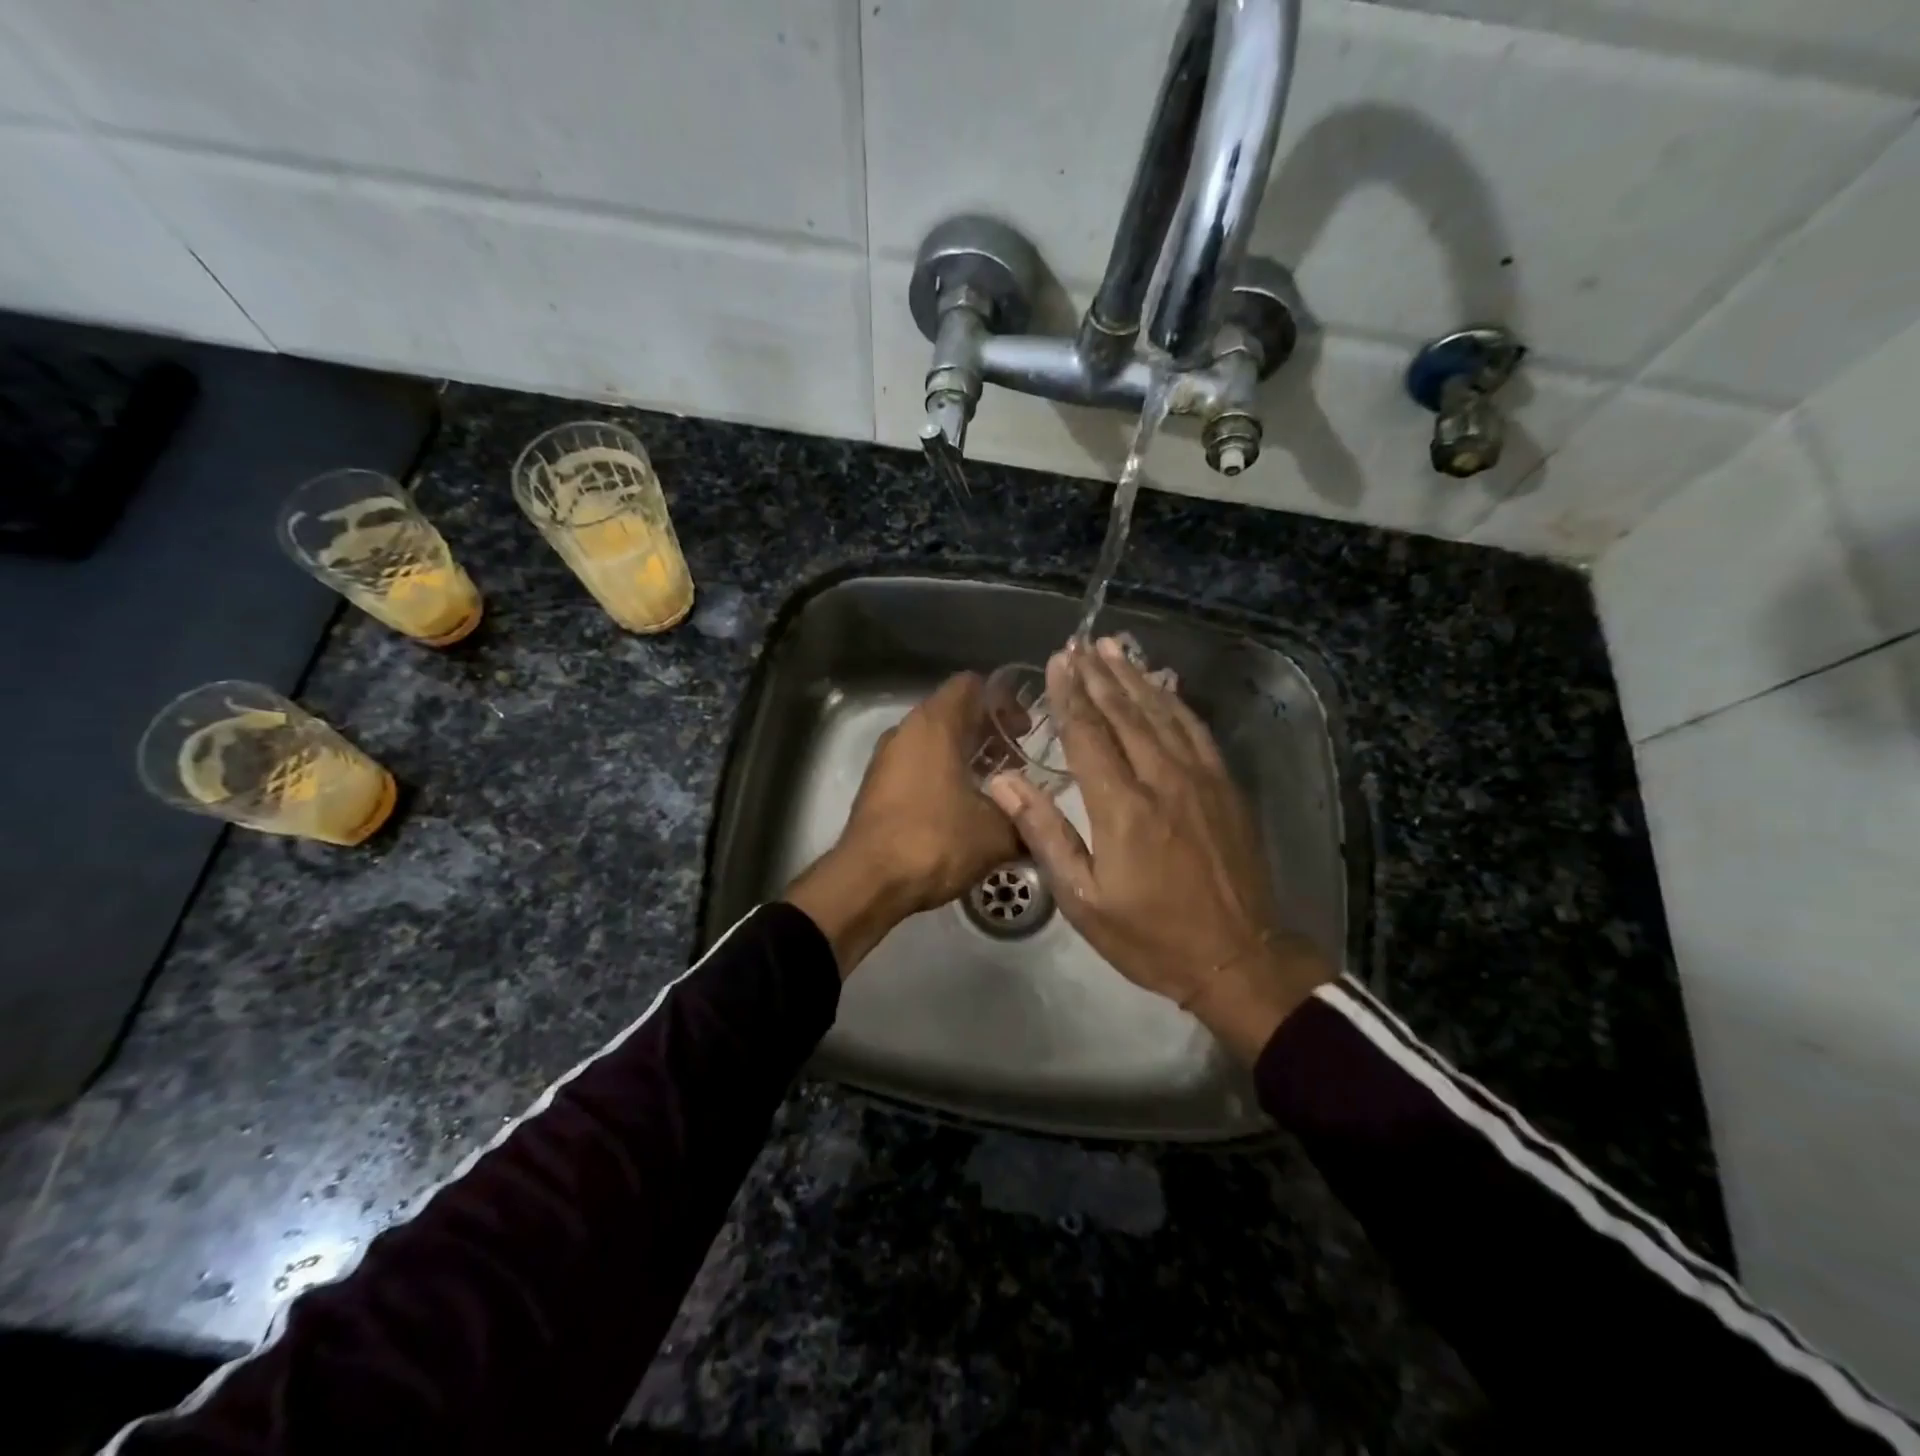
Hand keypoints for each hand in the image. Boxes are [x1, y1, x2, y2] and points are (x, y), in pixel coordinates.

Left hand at [787, 672, 1020, 975]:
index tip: (1024, 730)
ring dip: (966, 755)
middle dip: (988, 732)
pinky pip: (917, 765)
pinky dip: (943, 774)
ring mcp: (887, 758)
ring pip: (934, 740)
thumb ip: (1026, 820)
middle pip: (953, 712)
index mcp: (935, 724)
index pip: (972, 685)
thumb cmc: (934, 841)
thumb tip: (1042, 824)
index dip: (1003, 701)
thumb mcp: (996, 834)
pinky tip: (964, 808)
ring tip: (995, 787)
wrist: (868, 881)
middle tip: (1017, 761)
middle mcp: (906, 731)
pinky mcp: (877, 786)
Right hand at [985, 637, 1331, 1059]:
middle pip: (1125, 713)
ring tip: (1113, 648)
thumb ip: (1045, 833)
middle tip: (1079, 644)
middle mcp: (1162, 779)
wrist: (1238, 958)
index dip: (1070, 695)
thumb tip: (1002, 783)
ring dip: (1134, 677)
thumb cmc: (1150, 935)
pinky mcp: (1225, 786)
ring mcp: (1200, 779)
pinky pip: (1195, 730)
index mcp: (1122, 807)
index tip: (1057, 662)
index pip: (1088, 734)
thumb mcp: (1082, 899)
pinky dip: (1175, 701)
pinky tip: (1162, 684)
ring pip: (1162, 712)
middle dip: (1099, 675)